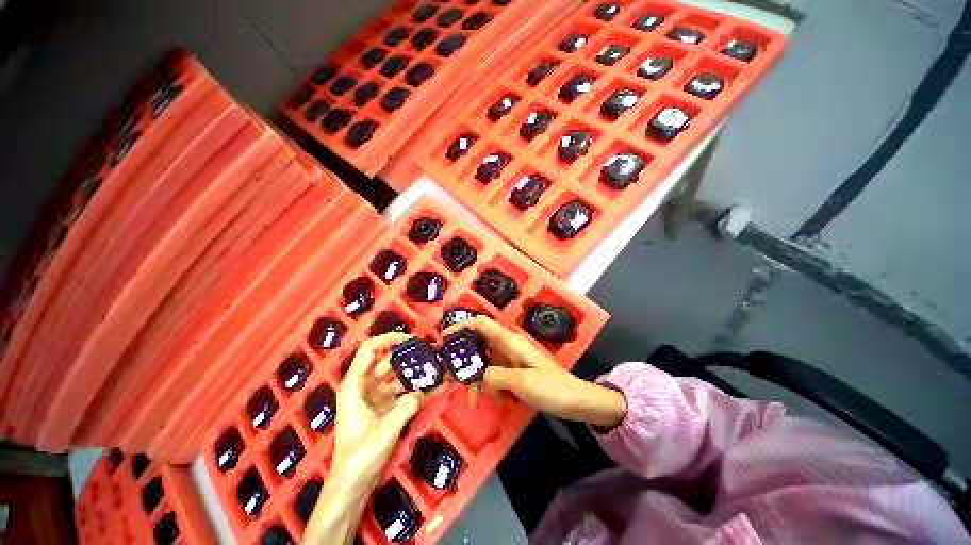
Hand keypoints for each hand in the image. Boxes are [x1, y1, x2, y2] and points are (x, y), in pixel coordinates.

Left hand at [331, 332, 427, 487]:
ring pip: (400, 375)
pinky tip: (438, 386)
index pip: (369, 350)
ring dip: (418, 371)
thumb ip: (406, 406)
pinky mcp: (389, 406)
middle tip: (433, 350)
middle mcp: (366, 386)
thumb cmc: (359, 457)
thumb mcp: (384, 431)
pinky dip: (420, 389)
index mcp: (355, 385)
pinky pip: (406, 391)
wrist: (353, 484)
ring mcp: (379, 395)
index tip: (411, 339)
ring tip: (440, 366)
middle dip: (410, 354)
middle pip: (389, 360)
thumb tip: (427, 389)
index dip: (388, 339)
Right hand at [443, 316, 625, 427]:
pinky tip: (496, 404)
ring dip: (476, 381)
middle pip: (478, 345)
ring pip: (485, 364)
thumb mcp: (522, 382)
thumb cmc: (552, 388)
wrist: (577, 402)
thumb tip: (480, 376)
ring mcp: (511, 360)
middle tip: (449, 379)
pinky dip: (490, 388)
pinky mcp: (514, 373)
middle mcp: (507, 347)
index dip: (462, 326)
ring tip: (472, 402)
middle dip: (463, 360)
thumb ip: (496, 376)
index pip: (481, 324)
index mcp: (509, 342)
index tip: (444, 339)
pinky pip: (495, 376)